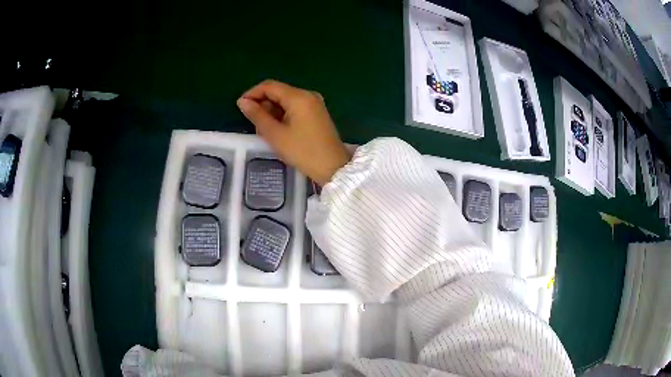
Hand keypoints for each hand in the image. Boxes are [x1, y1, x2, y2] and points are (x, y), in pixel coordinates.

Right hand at [237, 80, 351, 185]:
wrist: (333, 167)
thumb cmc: (303, 151)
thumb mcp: (275, 134)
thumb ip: (257, 115)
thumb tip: (242, 102)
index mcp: (298, 96)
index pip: (269, 86)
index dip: (252, 93)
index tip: (240, 106)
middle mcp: (308, 95)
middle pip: (278, 92)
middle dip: (262, 104)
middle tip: (253, 123)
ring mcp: (315, 103)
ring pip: (286, 101)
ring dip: (272, 112)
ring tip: (264, 130)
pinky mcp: (317, 113)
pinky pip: (295, 108)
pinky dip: (283, 116)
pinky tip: (277, 130)